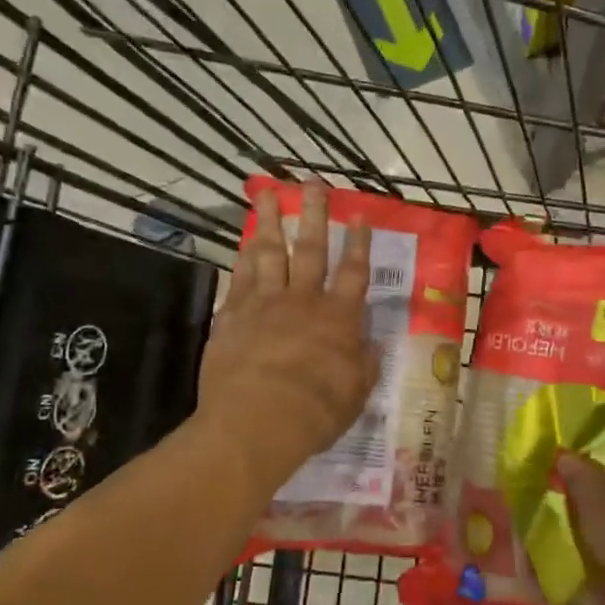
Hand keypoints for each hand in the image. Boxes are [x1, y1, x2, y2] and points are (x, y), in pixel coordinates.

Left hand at [196, 185, 379, 501]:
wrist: (255, 422)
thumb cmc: (314, 412)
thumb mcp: (355, 395)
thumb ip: (364, 366)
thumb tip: (372, 347)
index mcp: (338, 318)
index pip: (354, 272)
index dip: (359, 243)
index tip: (360, 216)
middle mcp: (303, 301)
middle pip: (311, 249)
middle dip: (314, 214)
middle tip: (312, 183)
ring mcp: (264, 304)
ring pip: (269, 253)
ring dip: (269, 222)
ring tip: (267, 195)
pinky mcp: (232, 316)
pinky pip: (240, 278)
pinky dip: (243, 257)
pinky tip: (244, 242)